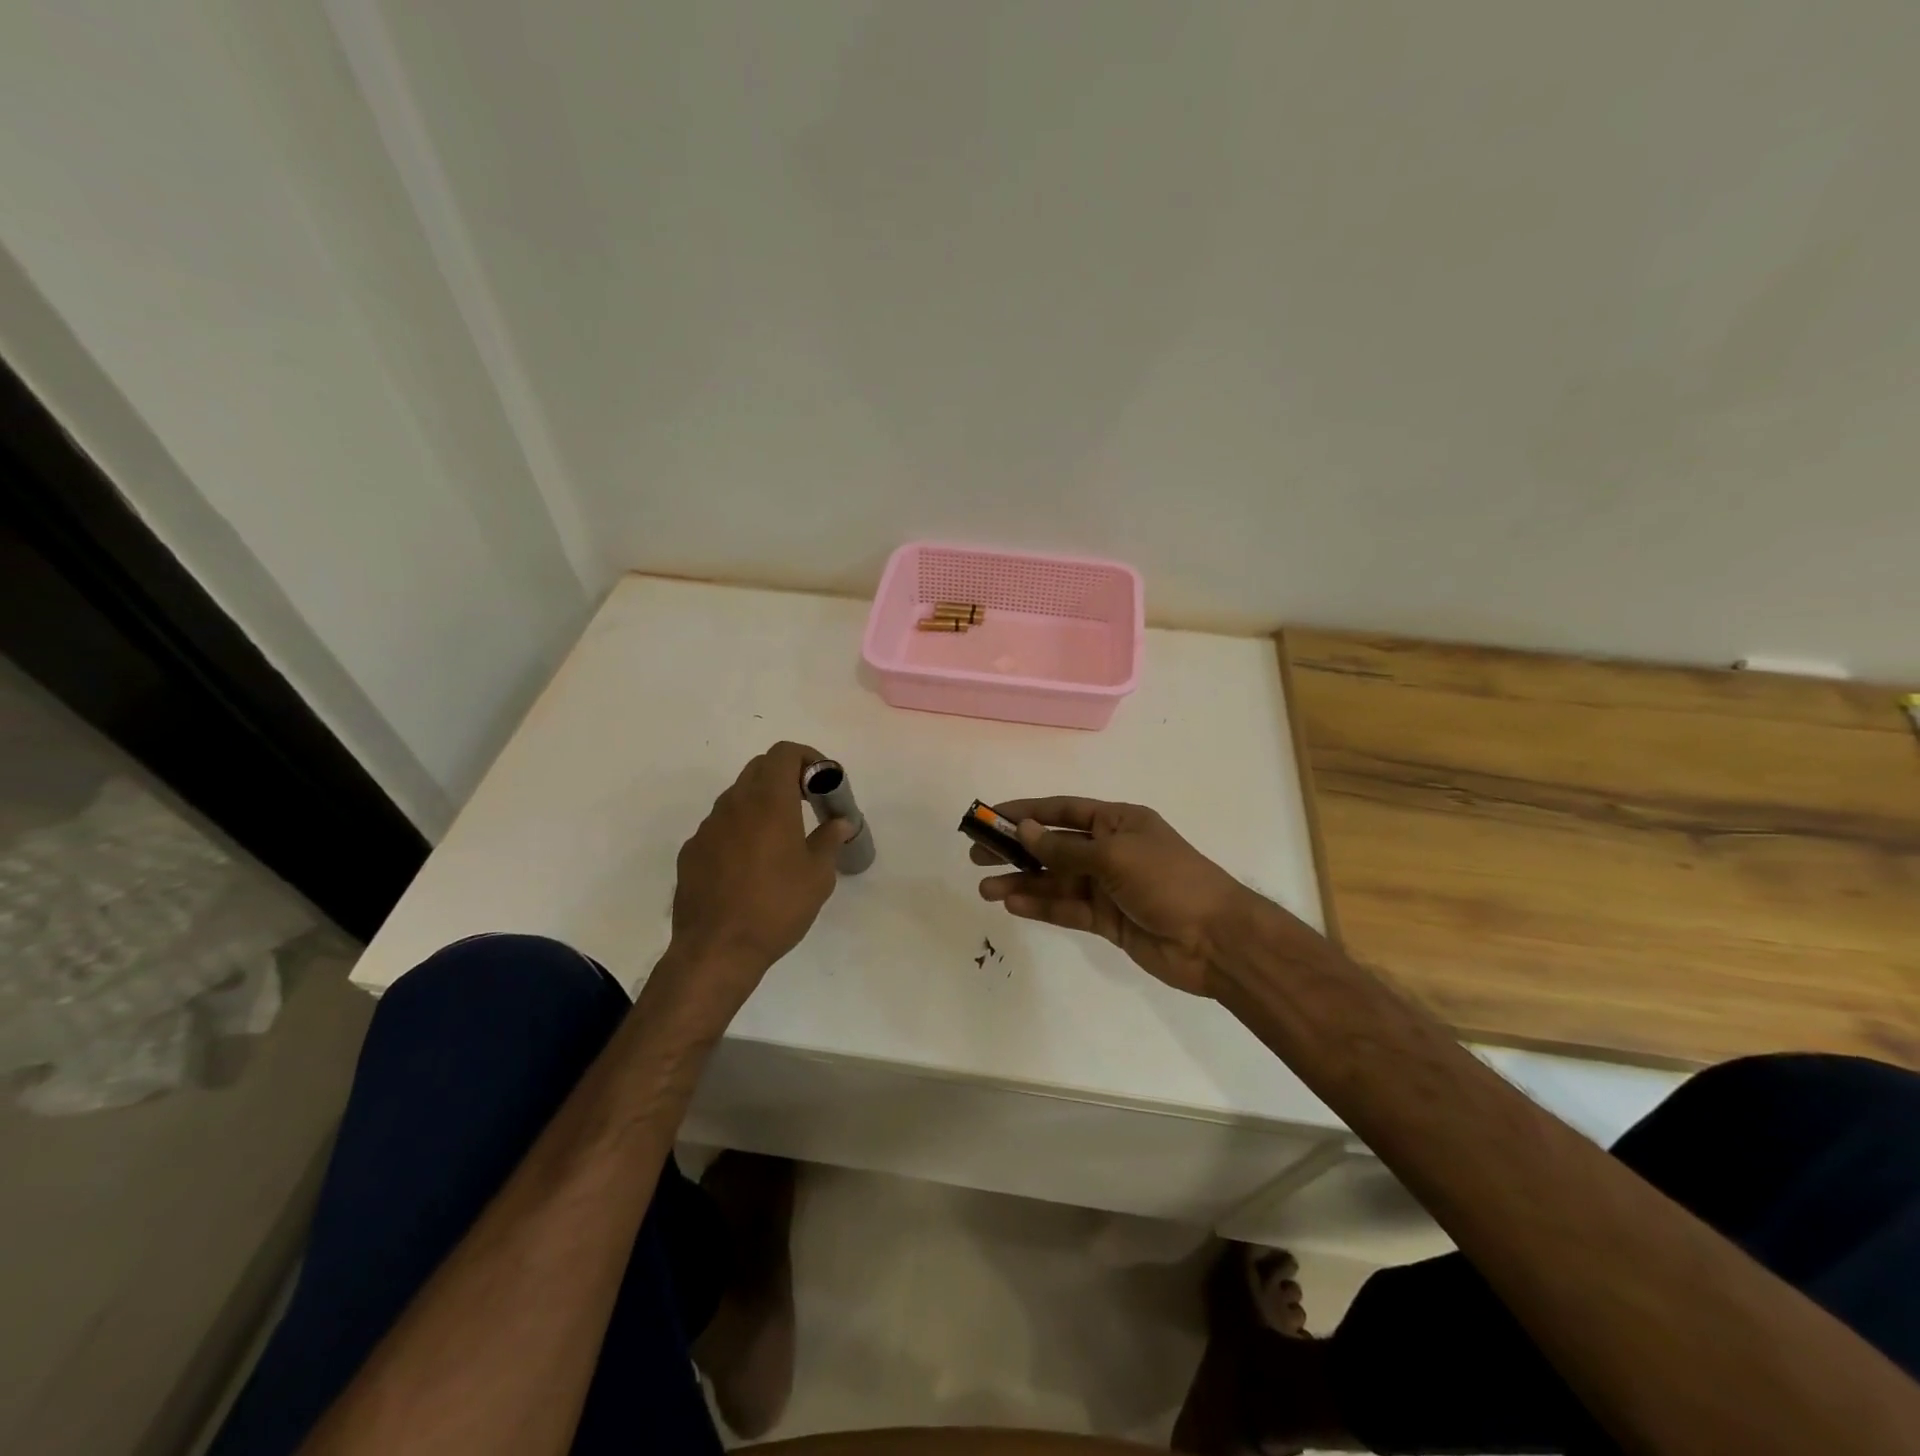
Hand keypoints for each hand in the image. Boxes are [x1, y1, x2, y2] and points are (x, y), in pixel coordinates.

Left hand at [661, 742, 852, 1021]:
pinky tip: (750, 864)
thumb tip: (840, 822)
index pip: (784, 753)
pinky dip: (740, 829)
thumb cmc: (776, 907)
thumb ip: (829, 840)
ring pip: (738, 796)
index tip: (823, 782)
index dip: (807, 757)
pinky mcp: (692, 851)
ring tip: (781, 837)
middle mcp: (734, 804)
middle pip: (760, 768)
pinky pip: (721, 826)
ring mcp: (708, 827)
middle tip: (807, 803)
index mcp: (768, 801)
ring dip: (762, 803)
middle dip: (786, 776)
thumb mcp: (818, 875)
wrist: (717, 949)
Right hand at [972, 797, 1248, 995]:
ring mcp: (1108, 886)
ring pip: (1056, 881)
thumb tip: (1024, 830)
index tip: (990, 817)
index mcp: (1117, 822)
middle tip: (976, 854)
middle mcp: (1109, 850)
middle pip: (1054, 846)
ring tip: (985, 888)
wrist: (1216, 941)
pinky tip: (1013, 904)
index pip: (1062, 811)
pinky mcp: (1107, 920)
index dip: (1026, 812)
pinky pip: (1067, 908)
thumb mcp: (1115, 856)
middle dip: (1016, 849)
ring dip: (1022, 882)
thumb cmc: (1169, 881)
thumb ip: (1066, 849)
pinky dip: (1042, 906)